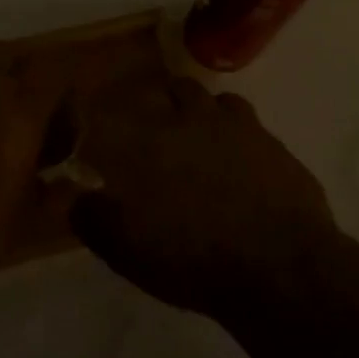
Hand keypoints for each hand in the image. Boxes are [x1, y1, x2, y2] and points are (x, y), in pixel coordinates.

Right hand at [69, 75, 336, 318]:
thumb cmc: (191, 260)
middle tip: (148, 131)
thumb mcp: (126, 251)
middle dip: (154, 103)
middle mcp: (187, 120)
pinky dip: (232, 132)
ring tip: (193, 138)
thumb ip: (93, 218)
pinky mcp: (271, 142)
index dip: (95, 111)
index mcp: (144, 141)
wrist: (278, 268)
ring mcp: (235, 127)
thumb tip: (79, 198)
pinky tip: (234, 158)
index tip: (90, 124)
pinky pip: (245, 122)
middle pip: (166, 89)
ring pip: (209, 98)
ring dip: (196, 111)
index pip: (109, 109)